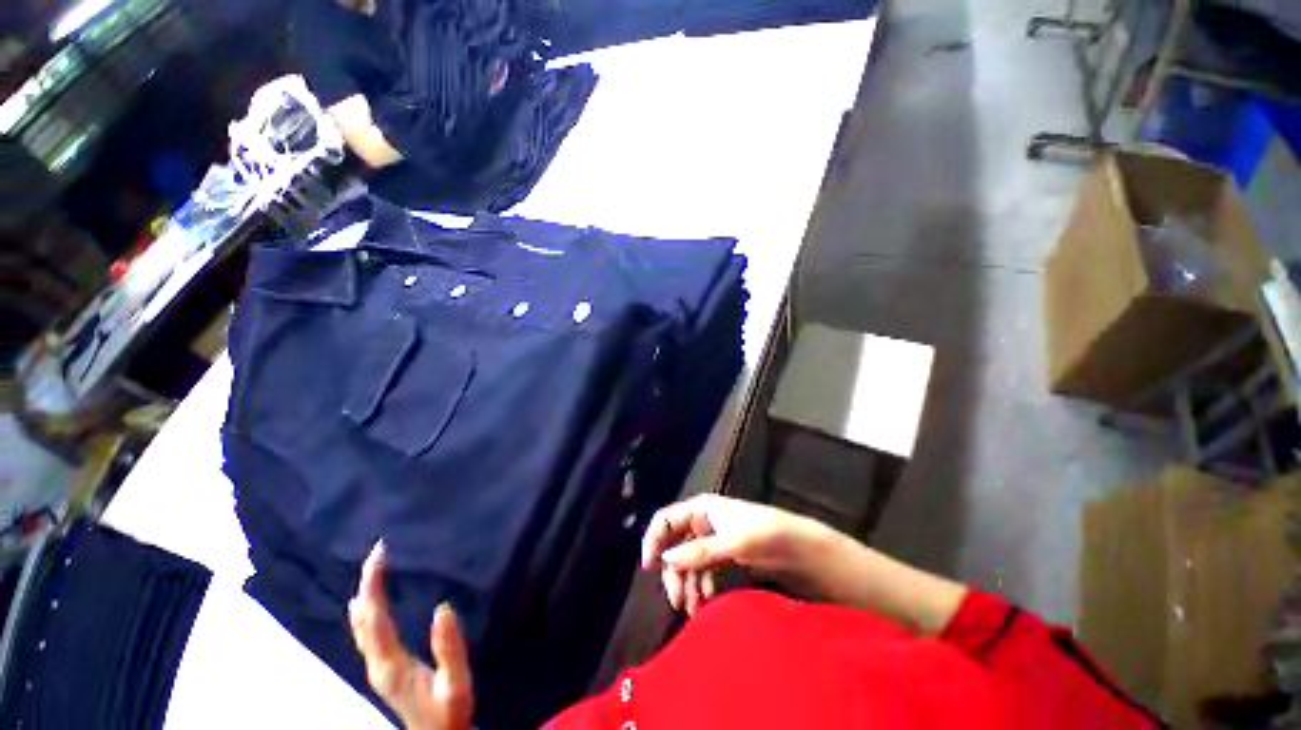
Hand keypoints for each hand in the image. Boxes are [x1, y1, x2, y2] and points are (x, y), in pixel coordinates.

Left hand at [349, 541, 473, 729]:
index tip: (380, 554)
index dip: (374, 585)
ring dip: (365, 596)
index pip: (376, 618)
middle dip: (367, 583)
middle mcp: (377, 663)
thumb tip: (442, 608)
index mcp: (391, 664)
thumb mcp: (456, 682)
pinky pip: (366, 634)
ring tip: (370, 570)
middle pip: (364, 619)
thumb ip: (449, 648)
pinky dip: (364, 613)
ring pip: (361, 627)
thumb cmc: (449, 712)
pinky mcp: (383, 669)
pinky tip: (363, 606)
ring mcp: (377, 667)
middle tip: (377, 552)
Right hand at [641, 495, 821, 615]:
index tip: (648, 567)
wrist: (800, 548)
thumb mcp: (732, 542)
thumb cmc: (765, 534)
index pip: (666, 519)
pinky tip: (705, 600)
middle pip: (675, 544)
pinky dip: (701, 585)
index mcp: (701, 508)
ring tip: (692, 609)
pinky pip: (703, 570)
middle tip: (677, 601)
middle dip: (673, 572)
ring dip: (687, 583)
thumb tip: (665, 559)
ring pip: (688, 561)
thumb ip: (699, 551)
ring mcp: (713, 540)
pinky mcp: (724, 556)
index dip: (653, 539)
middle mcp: (703, 522)